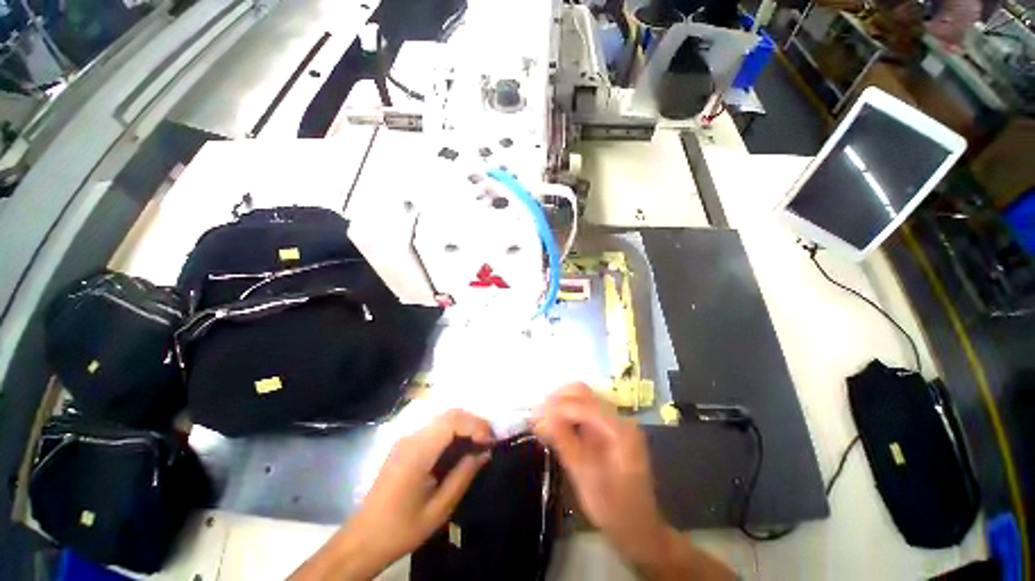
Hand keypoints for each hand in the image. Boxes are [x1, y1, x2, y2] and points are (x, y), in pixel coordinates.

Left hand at [290, 410, 493, 580]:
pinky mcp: (405, 444)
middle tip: (488, 441)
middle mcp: (411, 438)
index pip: (452, 421)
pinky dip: (452, 431)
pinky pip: (434, 428)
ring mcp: (406, 439)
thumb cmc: (401, 529)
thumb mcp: (439, 509)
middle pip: (448, 414)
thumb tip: (485, 452)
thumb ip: (463, 475)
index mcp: (417, 453)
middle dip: (473, 422)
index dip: (475, 425)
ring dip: (464, 425)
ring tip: (478, 443)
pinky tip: (459, 448)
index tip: (491, 441)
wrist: (362, 540)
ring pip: (442, 419)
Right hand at [533, 383, 668, 563]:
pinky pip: (582, 409)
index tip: (534, 419)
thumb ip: (565, 443)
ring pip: (581, 397)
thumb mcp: (586, 479)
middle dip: (556, 400)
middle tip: (536, 417)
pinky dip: (565, 412)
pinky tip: (553, 425)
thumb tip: (540, 418)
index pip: (584, 404)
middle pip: (583, 392)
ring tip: (541, 420)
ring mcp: (613, 421)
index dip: (557, 408)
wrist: (639, 528)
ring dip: (559, 403)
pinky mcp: (606, 427)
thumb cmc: (615, 509)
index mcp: (620, 430)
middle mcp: (619, 418)